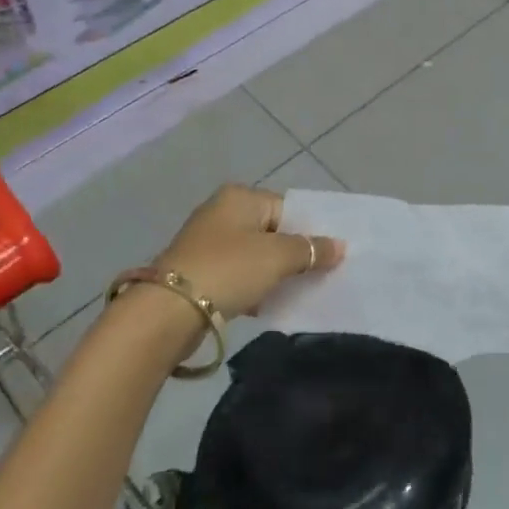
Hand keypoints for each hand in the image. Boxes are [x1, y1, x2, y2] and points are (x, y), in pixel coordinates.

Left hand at [149, 185, 344, 319]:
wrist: (169, 311)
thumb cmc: (229, 269)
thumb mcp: (277, 257)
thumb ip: (310, 250)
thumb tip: (339, 246)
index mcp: (240, 197)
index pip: (288, 208)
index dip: (310, 232)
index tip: (331, 257)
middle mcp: (222, 212)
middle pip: (272, 232)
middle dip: (294, 255)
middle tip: (321, 276)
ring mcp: (207, 243)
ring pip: (256, 256)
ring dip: (276, 274)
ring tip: (301, 294)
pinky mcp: (199, 272)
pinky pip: (239, 275)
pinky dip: (255, 287)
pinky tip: (270, 306)